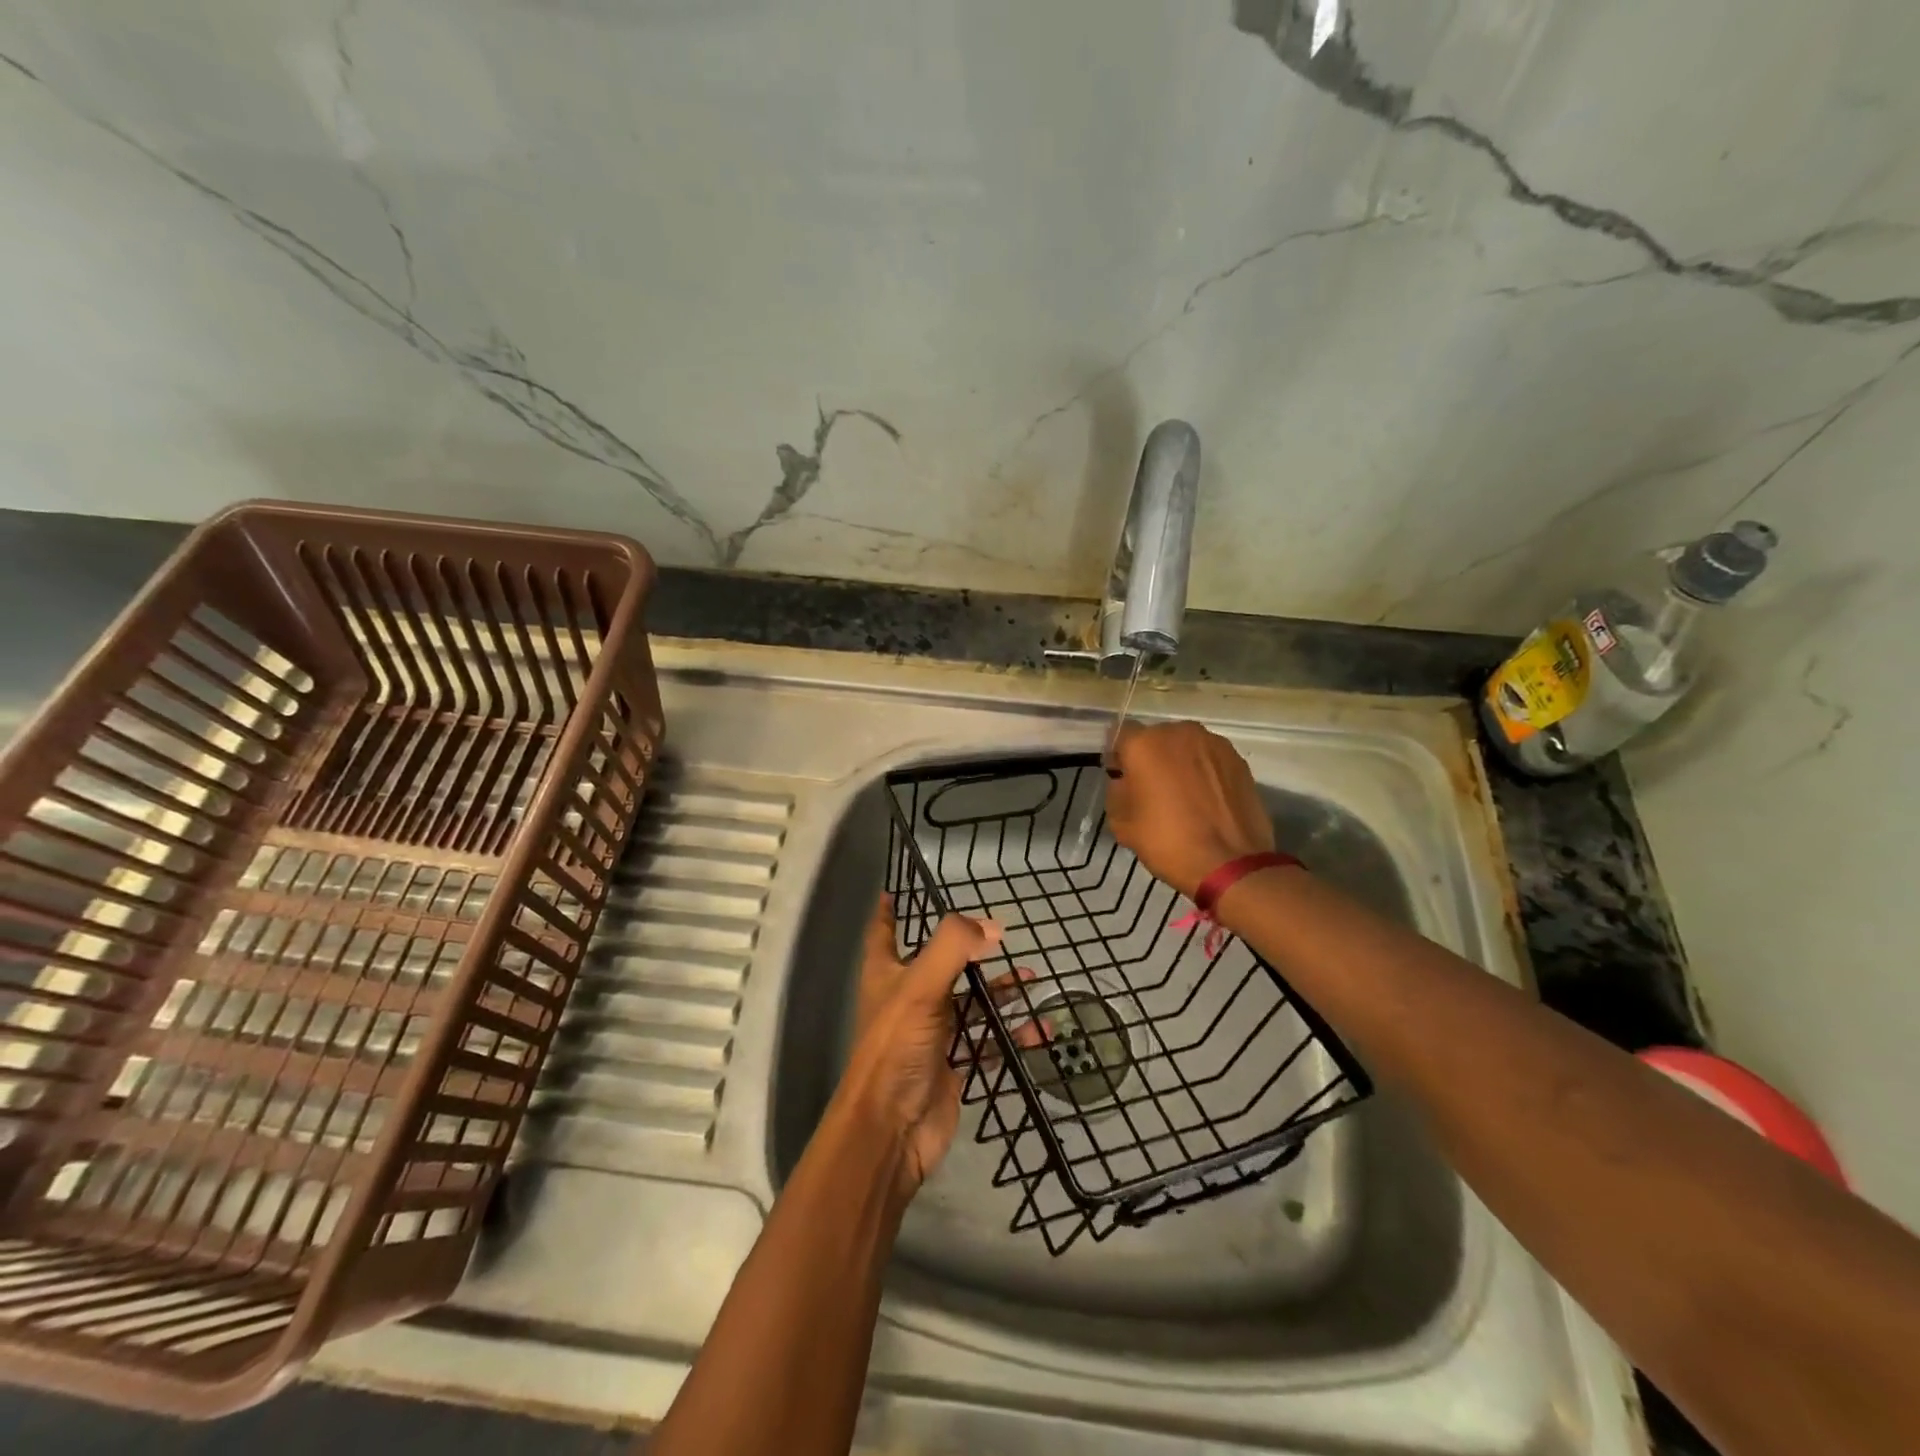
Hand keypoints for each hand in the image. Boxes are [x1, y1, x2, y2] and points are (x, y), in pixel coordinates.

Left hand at [838, 896, 1006, 1196]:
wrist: (892, 1128)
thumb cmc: (897, 1047)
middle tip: (1002, 935)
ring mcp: (932, 1032)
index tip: (901, 887)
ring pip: (970, 1001)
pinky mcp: (953, 1064)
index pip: (884, 930)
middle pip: (940, 963)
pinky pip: (988, 1041)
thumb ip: (954, 947)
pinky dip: (1012, 1034)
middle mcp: (907, 998)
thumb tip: (993, 927)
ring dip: (1000, 991)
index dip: (890, 909)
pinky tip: (1040, 1030)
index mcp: (887, 973)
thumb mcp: (921, 986)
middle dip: (970, 949)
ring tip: (1034, 980)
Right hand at [1106, 721, 1274, 897]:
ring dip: (1180, 763)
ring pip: (1186, 747)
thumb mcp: (1121, 823)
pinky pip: (1210, 759)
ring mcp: (1213, 743)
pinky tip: (1206, 800)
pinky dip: (1204, 772)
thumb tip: (1126, 781)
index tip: (1122, 779)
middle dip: (1151, 758)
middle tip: (1152, 790)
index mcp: (1144, 743)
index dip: (1119, 757)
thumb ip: (1117, 791)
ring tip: (1184, 796)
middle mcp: (1179, 732)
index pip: (1120, 736)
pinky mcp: (1238, 759)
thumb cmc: (1166, 841)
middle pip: (1156, 738)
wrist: (1230, 864)